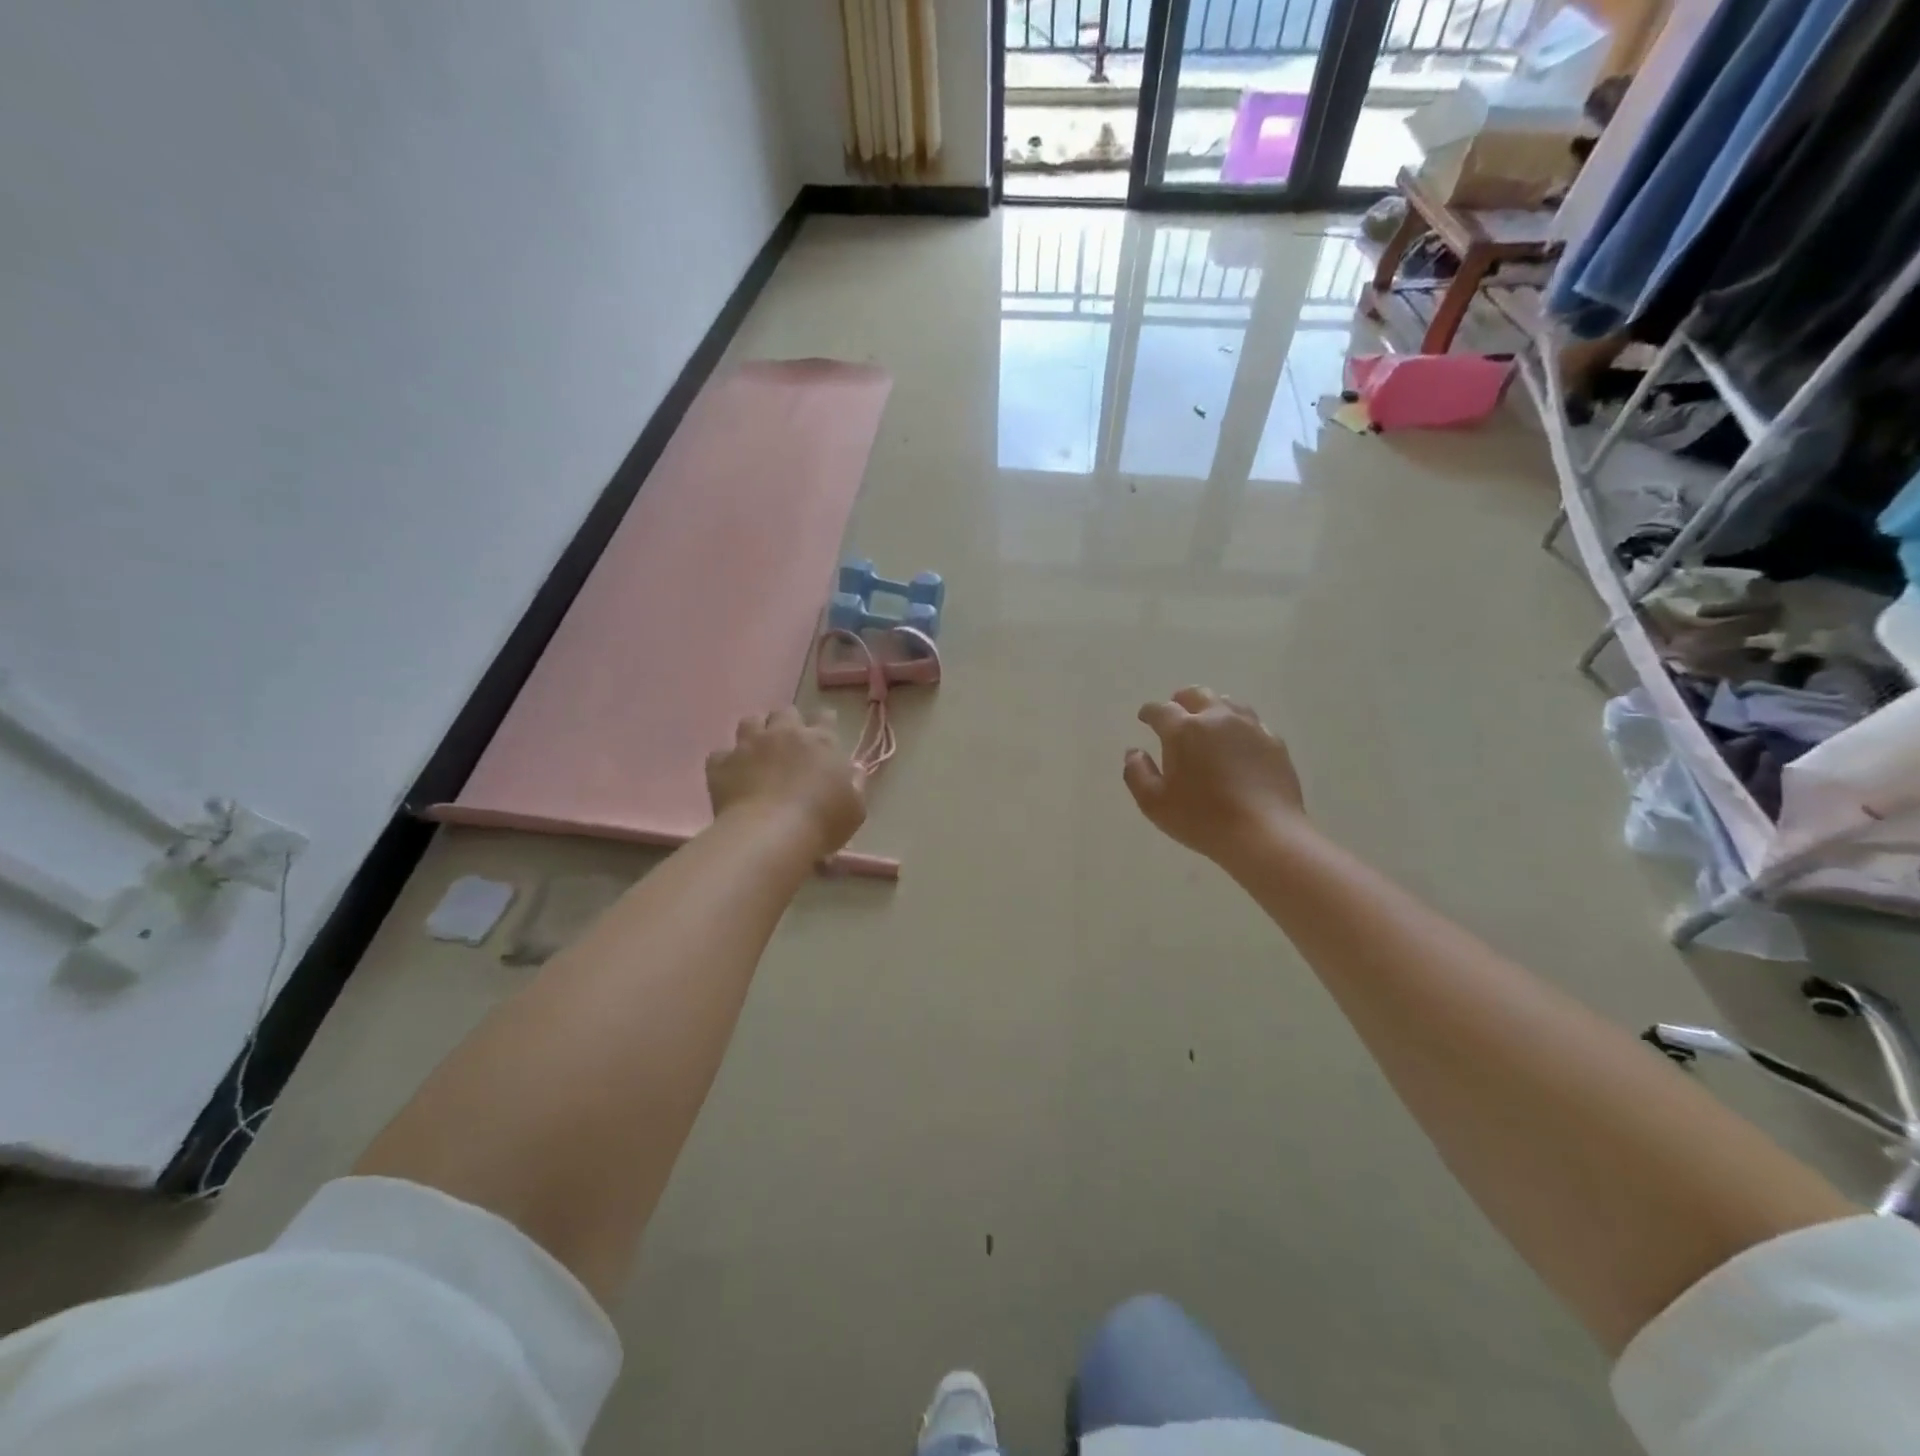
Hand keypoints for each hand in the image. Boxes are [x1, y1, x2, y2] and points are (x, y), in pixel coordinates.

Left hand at [706, 706, 866, 857]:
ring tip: (757, 752)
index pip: (825, 716)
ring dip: (755, 732)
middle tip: (789, 744)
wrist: (771, 835)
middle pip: (785, 712)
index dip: (824, 723)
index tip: (824, 736)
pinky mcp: (721, 764)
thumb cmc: (822, 822)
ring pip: (750, 721)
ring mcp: (749, 746)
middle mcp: (784, 734)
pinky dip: (726, 763)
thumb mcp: (855, 808)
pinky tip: (731, 777)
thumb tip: (854, 770)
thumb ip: (855, 784)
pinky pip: (720, 755)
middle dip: (787, 723)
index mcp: (820, 740)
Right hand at [1124, 688, 1306, 861]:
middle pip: (1197, 695)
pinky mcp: (1274, 742)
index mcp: (1183, 730)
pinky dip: (1238, 727)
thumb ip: (1136, 773)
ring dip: (1212, 708)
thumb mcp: (1154, 803)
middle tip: (1175, 711)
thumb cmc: (1202, 819)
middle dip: (1181, 700)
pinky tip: (1238, 742)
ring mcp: (1250, 727)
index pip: (1161, 710)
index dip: (1149, 712)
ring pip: (1227, 703)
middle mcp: (1217, 719)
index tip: (1144, 718)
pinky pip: (1252, 723)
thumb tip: (1134, 752)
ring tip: (1207, 722)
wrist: (1265, 833)